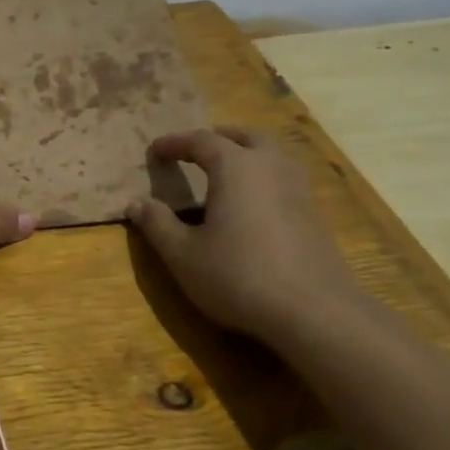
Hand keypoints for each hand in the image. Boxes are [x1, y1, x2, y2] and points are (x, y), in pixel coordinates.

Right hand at [126, 127, 358, 343]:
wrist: (314, 311)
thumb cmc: (238, 276)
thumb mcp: (183, 254)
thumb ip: (157, 224)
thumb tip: (136, 204)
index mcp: (236, 168)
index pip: (201, 140)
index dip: (175, 143)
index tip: (154, 150)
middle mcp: (271, 167)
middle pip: (245, 137)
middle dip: (217, 138)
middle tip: (194, 150)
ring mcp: (298, 190)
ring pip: (271, 155)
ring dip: (245, 155)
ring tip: (223, 173)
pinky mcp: (313, 215)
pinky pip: (283, 179)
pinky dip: (262, 178)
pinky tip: (250, 204)